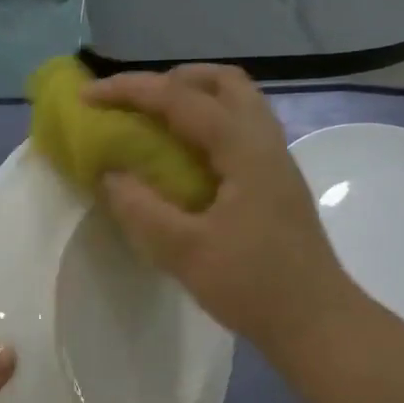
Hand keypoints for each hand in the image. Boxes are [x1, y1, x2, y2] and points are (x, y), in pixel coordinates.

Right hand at [83, 64, 361, 359]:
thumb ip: (141, 209)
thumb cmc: (254, 286)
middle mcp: (265, 142)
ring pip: (236, 103)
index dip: (131, 90)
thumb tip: (109, 174)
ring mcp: (275, 161)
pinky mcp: (275, 182)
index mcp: (245, 150)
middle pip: (223, 82)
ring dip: (192, 99)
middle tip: (133, 102)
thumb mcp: (185, 252)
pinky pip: (238, 129)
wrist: (316, 322)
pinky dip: (205, 124)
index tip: (87, 96)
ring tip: (153, 123)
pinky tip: (182, 159)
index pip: (182, 99)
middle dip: (171, 80)